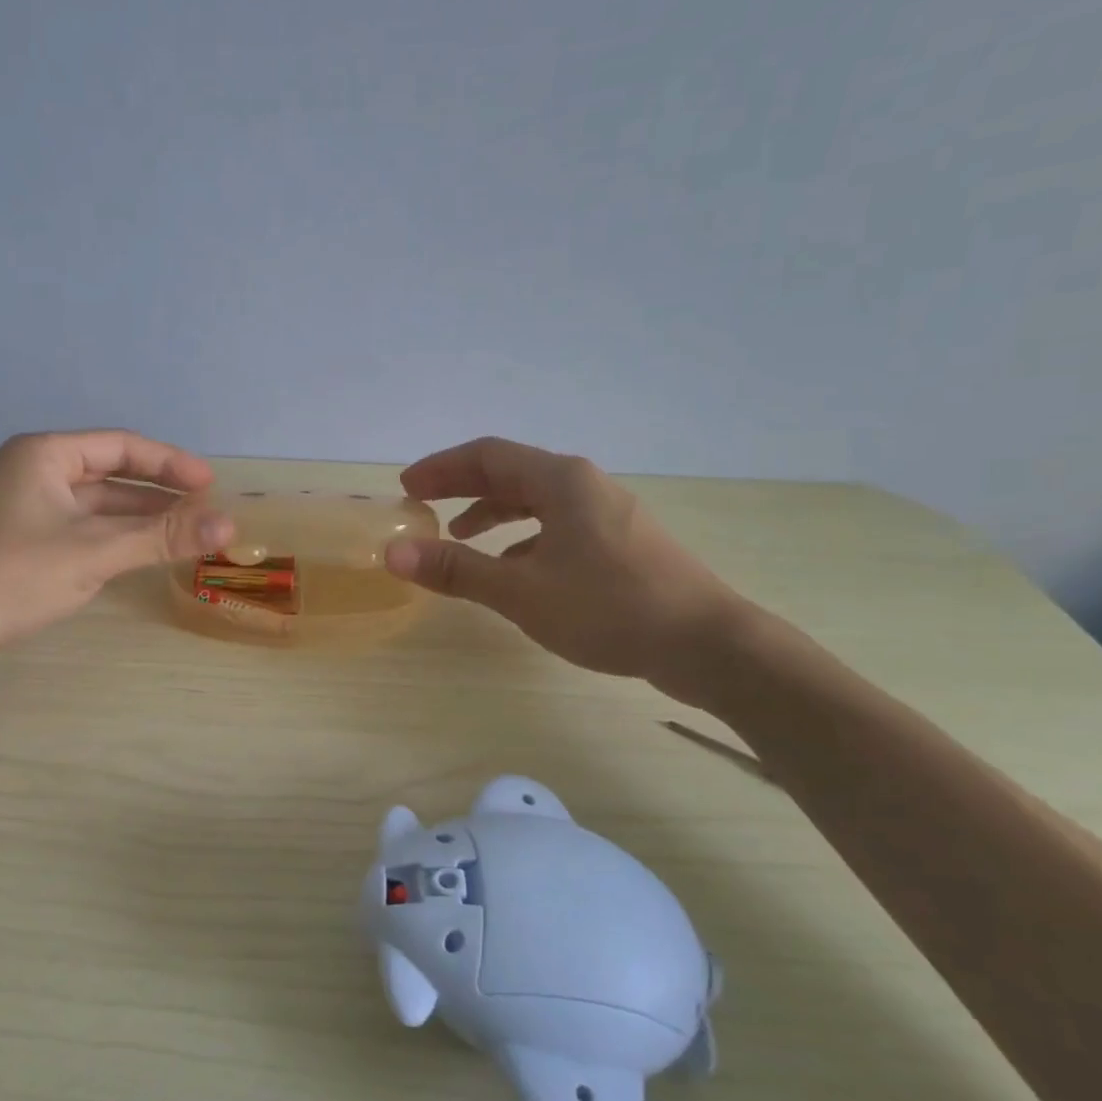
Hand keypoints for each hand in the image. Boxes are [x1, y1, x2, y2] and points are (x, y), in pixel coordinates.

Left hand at [0, 430, 232, 683]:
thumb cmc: (13, 576)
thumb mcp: (95, 552)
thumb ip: (162, 536)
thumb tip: (229, 526)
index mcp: (44, 455)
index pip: (121, 446)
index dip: (170, 462)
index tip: (210, 484)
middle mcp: (33, 473)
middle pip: (110, 474)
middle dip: (157, 492)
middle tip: (204, 510)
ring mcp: (24, 510)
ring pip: (96, 506)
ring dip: (138, 518)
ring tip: (184, 534)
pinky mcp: (21, 544)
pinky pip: (80, 530)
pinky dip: (114, 538)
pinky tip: (141, 554)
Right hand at [383, 437, 750, 699]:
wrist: (707, 644)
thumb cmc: (608, 608)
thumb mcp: (521, 591)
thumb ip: (457, 569)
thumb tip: (394, 552)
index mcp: (560, 480)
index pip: (486, 456)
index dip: (440, 468)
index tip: (406, 488)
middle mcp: (584, 484)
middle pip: (511, 472)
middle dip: (462, 487)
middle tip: (423, 505)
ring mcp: (608, 512)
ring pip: (536, 500)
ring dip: (493, 512)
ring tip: (461, 536)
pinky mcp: (622, 542)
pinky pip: (558, 524)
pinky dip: (524, 536)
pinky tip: (514, 568)